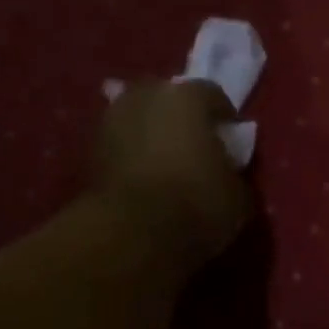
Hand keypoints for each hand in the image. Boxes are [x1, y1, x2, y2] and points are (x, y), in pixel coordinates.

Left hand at [94, 80, 251, 264]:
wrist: (134, 233)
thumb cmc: (196, 204)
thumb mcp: (238, 197)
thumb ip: (234, 174)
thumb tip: (226, 174)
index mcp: (186, 97)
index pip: (213, 95)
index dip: (225, 120)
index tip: (231, 143)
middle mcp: (145, 95)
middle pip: (170, 100)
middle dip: (183, 120)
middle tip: (197, 150)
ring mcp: (112, 119)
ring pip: (141, 120)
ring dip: (154, 136)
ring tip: (168, 167)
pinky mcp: (90, 149)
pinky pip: (123, 145)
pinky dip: (134, 157)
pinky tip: (146, 181)